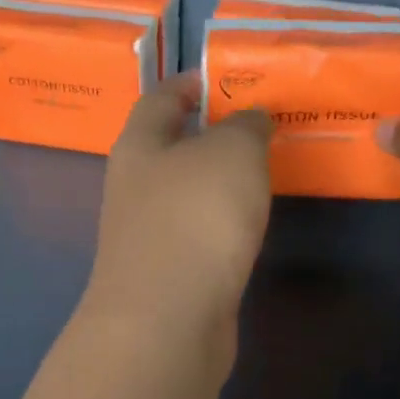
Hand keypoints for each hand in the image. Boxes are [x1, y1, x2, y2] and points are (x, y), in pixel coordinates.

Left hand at [85, 73, 272, 333]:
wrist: (166, 321)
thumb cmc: (194, 218)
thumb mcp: (231, 153)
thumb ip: (245, 127)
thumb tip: (250, 120)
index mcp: (139, 145)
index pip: (159, 98)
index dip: (189, 83)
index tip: (222, 77)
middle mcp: (135, 185)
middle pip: (170, 145)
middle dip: (210, 132)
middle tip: (261, 123)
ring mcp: (148, 232)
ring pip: (186, 191)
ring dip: (219, 179)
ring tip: (264, 167)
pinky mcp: (168, 272)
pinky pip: (198, 231)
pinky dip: (222, 220)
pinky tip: (250, 221)